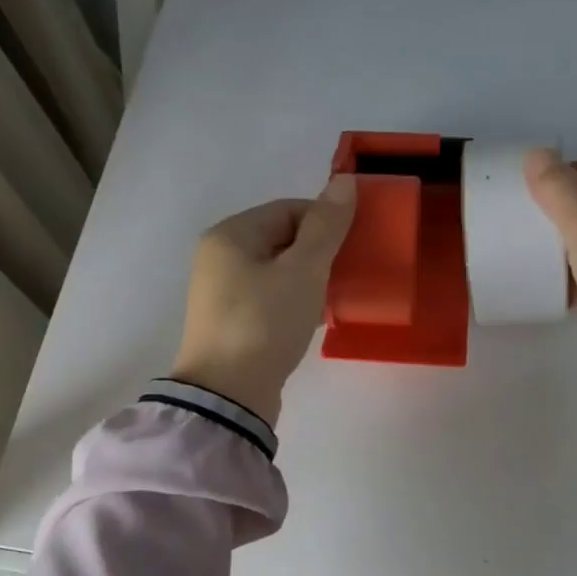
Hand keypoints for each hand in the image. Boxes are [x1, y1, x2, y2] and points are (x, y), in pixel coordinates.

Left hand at [170, 176, 356, 424]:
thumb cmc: (265, 323)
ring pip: (278, 272)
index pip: (288, 210)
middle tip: (352, 271)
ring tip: (339, 295)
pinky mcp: (232, 324)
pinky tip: (317, 318)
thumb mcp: (303, 270)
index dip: (326, 221)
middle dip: (320, 252)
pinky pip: (270, 299)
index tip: (357, 243)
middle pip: (282, 240)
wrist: (229, 395)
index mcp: (231, 235)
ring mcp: (223, 294)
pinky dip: (295, 302)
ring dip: (310, 279)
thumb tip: (344, 180)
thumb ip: (326, 226)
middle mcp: (220, 258)